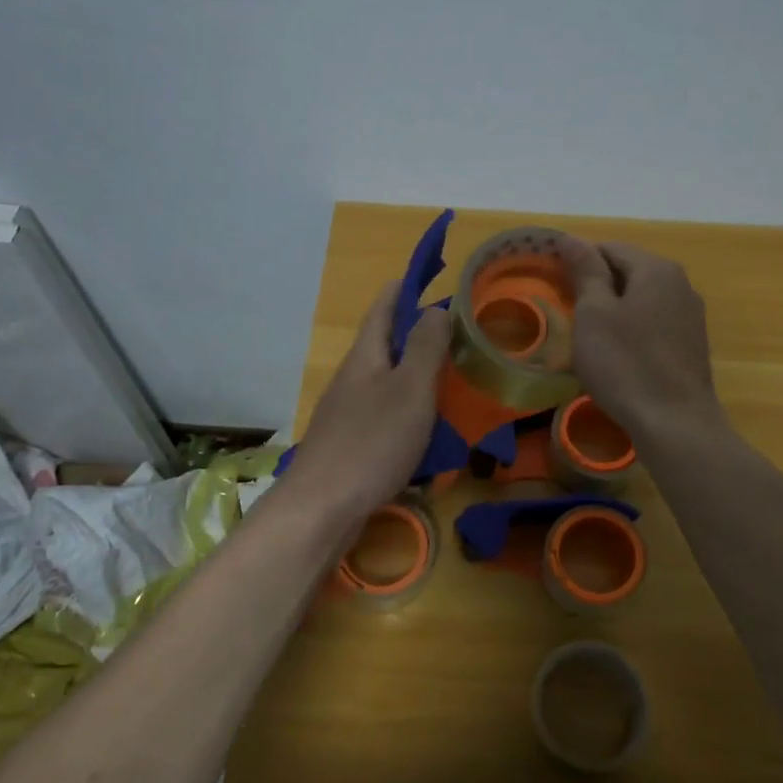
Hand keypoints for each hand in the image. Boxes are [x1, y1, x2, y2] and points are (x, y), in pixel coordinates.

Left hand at [285, 282, 450, 523]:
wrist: (322, 508)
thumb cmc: (372, 442)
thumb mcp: (410, 389)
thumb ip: (426, 348)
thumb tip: (436, 308)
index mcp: (366, 355)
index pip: (384, 305)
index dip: (407, 286)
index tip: (435, 275)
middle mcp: (353, 377)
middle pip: (386, 343)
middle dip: (420, 334)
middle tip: (460, 336)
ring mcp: (348, 411)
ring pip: (389, 381)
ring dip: (418, 376)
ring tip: (453, 382)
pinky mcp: (351, 442)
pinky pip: (386, 415)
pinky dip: (411, 413)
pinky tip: (431, 431)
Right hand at [564, 240, 718, 441]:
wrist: (674, 422)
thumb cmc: (626, 364)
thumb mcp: (594, 314)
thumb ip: (585, 272)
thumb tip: (571, 238)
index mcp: (657, 269)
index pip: (609, 248)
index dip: (578, 261)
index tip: (554, 284)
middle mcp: (680, 285)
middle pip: (629, 272)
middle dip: (597, 286)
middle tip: (567, 312)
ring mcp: (690, 317)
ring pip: (642, 300)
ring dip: (614, 310)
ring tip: (588, 336)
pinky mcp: (691, 346)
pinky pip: (654, 325)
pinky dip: (632, 331)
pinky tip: (617, 355)